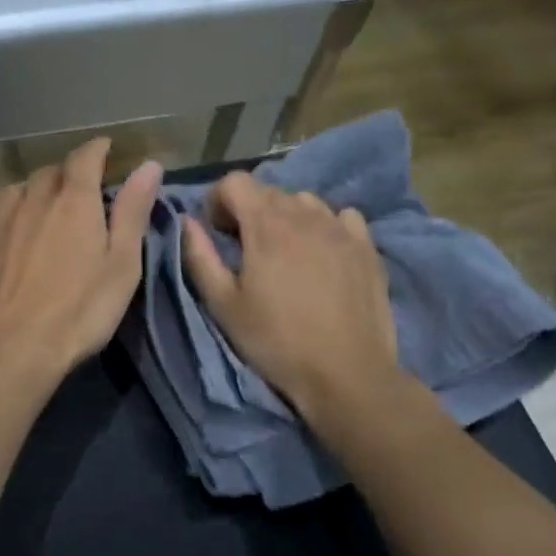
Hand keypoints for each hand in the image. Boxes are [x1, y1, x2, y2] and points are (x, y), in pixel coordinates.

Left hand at [0, 138, 162, 385]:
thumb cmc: (81, 310)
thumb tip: (148, 166)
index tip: (106, 149)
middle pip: (49, 172)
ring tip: (43, 199)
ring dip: (33, 188)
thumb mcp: (122, 265)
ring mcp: (1, 223)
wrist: (14, 347)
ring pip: (17, 188)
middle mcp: (34, 201)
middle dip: (67, 173)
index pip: (85, 159)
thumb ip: (133, 212)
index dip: (97, 150)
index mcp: (74, 202)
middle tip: (80, 188)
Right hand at [181, 172, 400, 424]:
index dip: (218, 201)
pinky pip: (342, 217)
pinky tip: (322, 254)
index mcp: (266, 225)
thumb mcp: (223, 305)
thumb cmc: (275, 341)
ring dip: (287, 217)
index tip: (217, 232)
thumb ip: (200, 257)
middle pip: (269, 191)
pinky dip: (325, 226)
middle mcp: (305, 215)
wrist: (346, 374)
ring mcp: (341, 228)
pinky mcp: (368, 247)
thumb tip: (187, 222)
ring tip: (284, 252)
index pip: (235, 182)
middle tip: (245, 249)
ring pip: (306, 201)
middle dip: (249, 211)